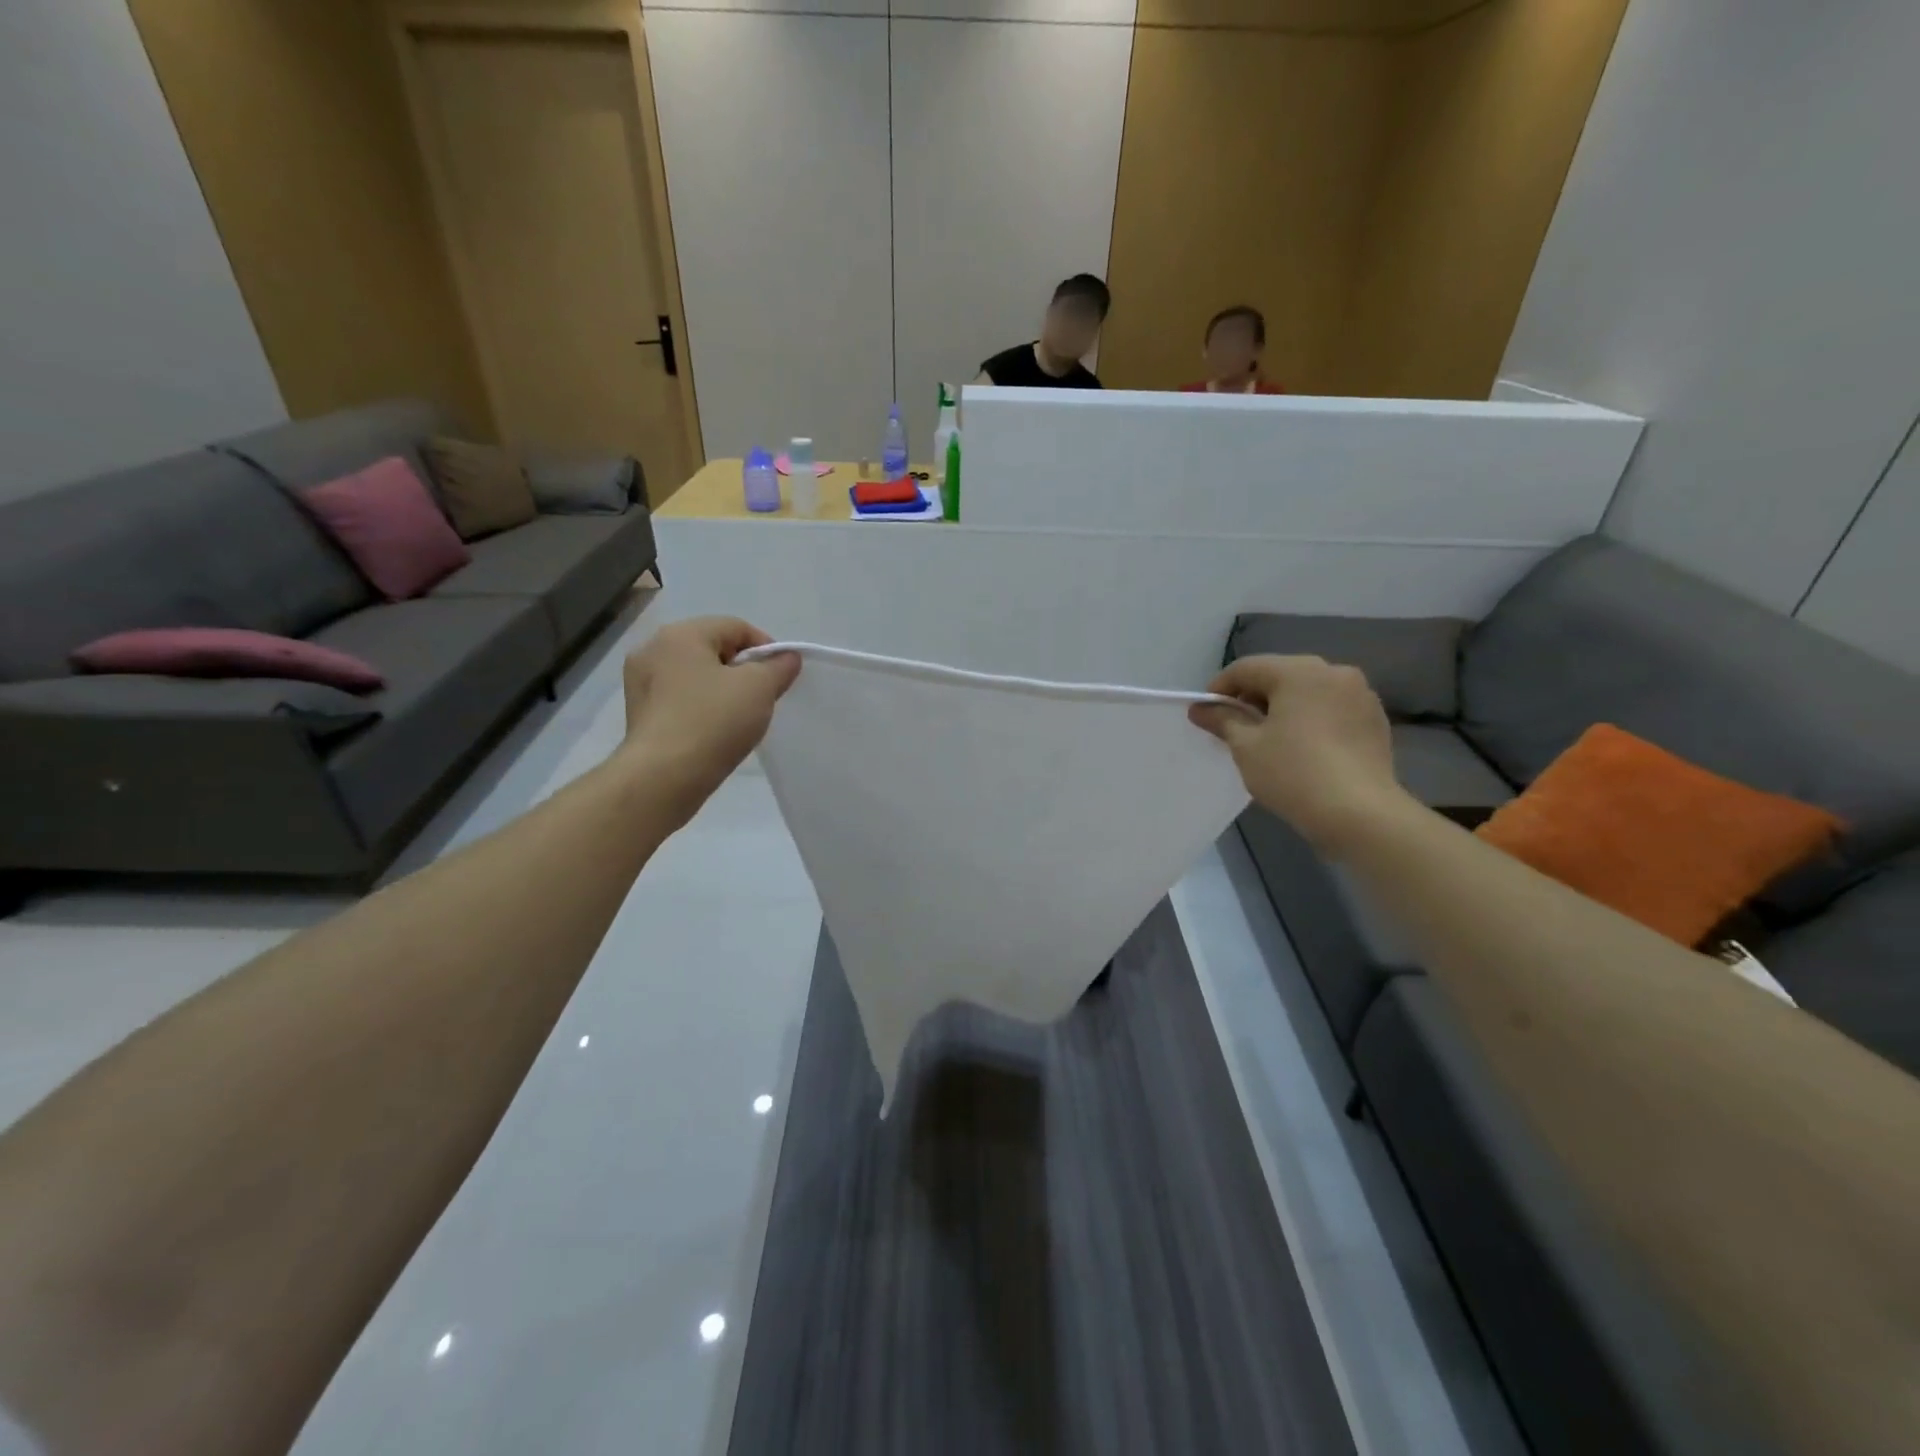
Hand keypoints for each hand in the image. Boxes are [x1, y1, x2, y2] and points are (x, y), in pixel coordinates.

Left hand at [616, 618, 799, 817]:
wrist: (663, 777)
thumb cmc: (713, 721)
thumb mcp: (759, 688)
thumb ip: (778, 667)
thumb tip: (787, 658)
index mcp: (680, 634)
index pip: (735, 626)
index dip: (766, 647)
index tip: (781, 676)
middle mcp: (653, 649)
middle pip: (712, 648)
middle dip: (743, 669)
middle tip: (764, 697)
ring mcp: (640, 682)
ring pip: (695, 675)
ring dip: (722, 689)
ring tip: (741, 717)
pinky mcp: (639, 713)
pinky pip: (680, 698)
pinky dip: (701, 707)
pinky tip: (715, 730)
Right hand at [1189, 655, 1411, 856]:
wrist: (1359, 813)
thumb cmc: (1293, 773)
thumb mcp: (1246, 747)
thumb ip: (1222, 720)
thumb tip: (1201, 708)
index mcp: (1299, 671)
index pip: (1247, 668)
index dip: (1220, 688)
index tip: (1205, 712)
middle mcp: (1334, 672)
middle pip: (1280, 675)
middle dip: (1253, 697)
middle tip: (1234, 727)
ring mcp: (1360, 695)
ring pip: (1308, 692)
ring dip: (1283, 708)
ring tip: (1268, 739)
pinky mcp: (1375, 720)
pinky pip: (1331, 709)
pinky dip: (1311, 720)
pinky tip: (1302, 748)